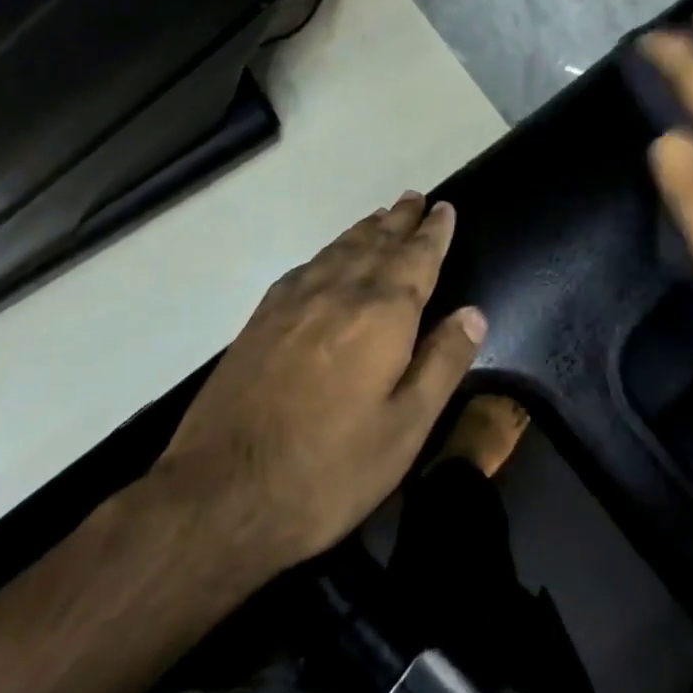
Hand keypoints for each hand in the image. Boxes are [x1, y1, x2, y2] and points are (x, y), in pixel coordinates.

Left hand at [154, 193, 484, 579]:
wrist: (219, 494)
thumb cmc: (328, 470)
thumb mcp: (404, 429)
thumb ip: (442, 364)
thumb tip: (474, 313)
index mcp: (382, 315)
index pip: (417, 258)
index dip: (434, 232)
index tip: (444, 208)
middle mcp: (339, 293)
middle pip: (377, 243)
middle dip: (400, 220)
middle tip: (415, 197)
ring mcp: (294, 303)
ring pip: (339, 250)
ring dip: (365, 229)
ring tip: (382, 215)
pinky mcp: (261, 320)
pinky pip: (305, 268)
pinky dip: (327, 252)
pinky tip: (328, 256)